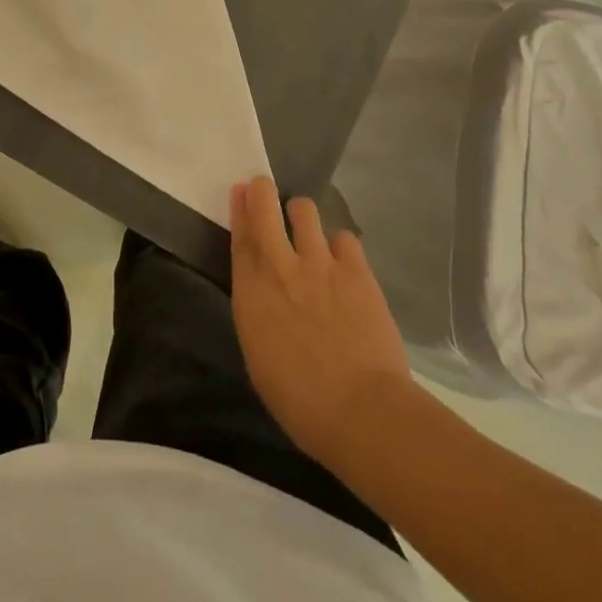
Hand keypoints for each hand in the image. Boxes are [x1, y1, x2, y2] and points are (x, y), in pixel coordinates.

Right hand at [230, 176, 411, 473]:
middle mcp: (280, 266)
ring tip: (308, 230)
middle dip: (262, 191)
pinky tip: (343, 262)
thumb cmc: (300, 401)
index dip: (239, 208)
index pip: (240, 236)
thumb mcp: (259, 355)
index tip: (240, 190)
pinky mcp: (356, 270)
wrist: (361, 411)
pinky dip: (340, 246)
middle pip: (265, 207)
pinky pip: (343, 237)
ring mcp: (320, 263)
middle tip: (265, 191)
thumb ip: (257, 311)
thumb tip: (262, 292)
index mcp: (251, 292)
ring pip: (304, 210)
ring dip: (301, 215)